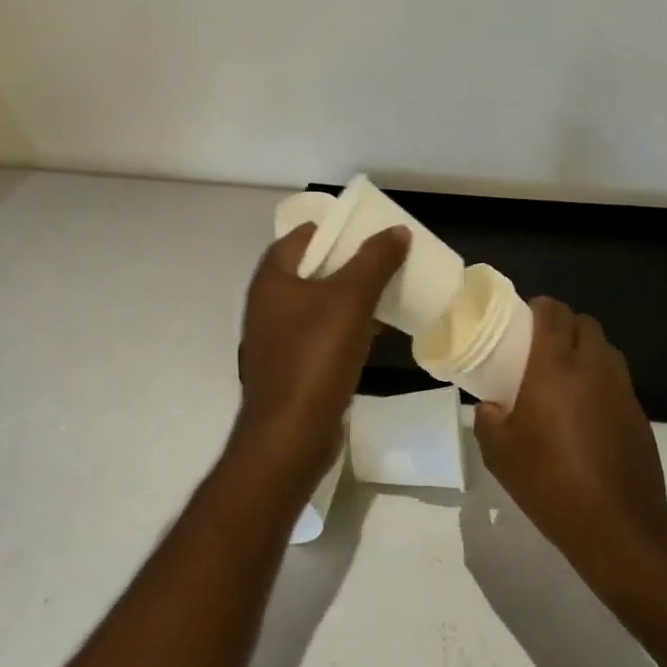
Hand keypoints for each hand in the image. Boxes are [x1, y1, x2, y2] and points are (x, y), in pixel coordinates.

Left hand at [233, 224, 408, 488]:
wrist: (290, 438)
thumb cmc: (315, 359)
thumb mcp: (350, 301)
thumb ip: (374, 261)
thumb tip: (397, 230)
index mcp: (272, 280)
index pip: (302, 236)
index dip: (335, 229)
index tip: (370, 230)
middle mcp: (269, 304)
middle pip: (313, 269)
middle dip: (350, 262)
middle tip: (387, 258)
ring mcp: (278, 338)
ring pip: (320, 303)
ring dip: (352, 295)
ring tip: (390, 289)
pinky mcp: (292, 367)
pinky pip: (323, 334)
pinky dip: (347, 326)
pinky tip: (377, 331)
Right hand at [473, 297, 666, 582]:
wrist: (618, 527)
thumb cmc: (551, 483)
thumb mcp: (500, 455)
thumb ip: (487, 421)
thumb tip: (490, 407)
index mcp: (555, 367)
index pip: (553, 313)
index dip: (539, 307)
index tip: (523, 318)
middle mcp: (592, 367)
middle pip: (584, 323)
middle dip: (564, 324)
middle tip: (541, 346)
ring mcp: (621, 389)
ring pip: (605, 348)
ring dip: (585, 349)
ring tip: (565, 375)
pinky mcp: (639, 413)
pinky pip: (618, 379)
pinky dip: (601, 379)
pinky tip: (586, 410)